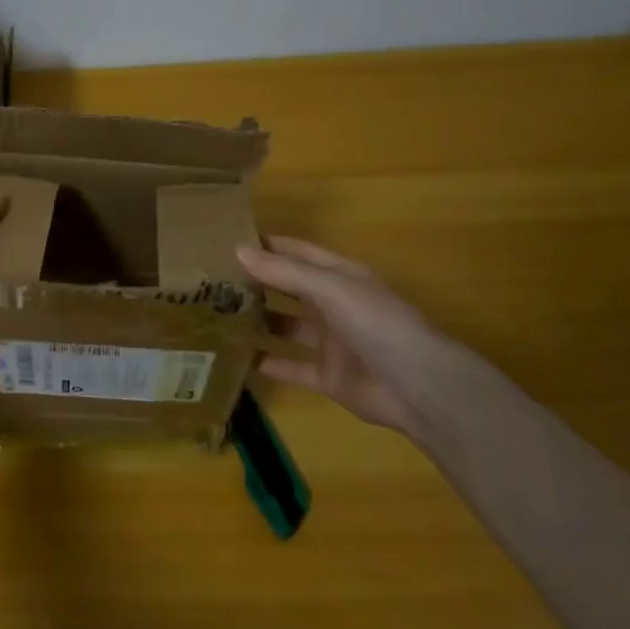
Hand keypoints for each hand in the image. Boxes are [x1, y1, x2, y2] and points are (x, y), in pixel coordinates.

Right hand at [236, 236, 460, 432]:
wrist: (419, 388)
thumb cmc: (378, 325)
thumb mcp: (331, 289)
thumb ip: (285, 272)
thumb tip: (238, 250)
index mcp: (339, 276)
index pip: (296, 252)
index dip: (266, 245)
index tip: (225, 240)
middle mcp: (333, 305)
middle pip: (288, 288)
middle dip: (256, 282)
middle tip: (210, 280)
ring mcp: (330, 342)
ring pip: (286, 326)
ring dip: (258, 321)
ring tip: (217, 316)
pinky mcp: (326, 376)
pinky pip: (290, 366)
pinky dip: (267, 363)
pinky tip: (236, 358)